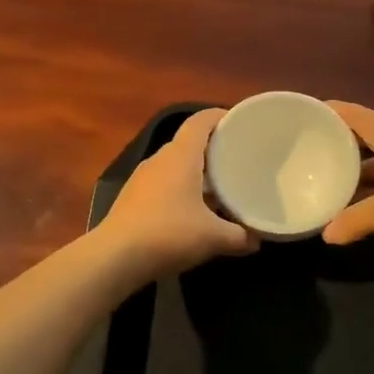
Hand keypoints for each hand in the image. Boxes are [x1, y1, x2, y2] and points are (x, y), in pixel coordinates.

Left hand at [96, 109, 257, 281]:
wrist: (115, 257)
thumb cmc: (169, 234)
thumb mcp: (213, 237)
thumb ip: (240, 236)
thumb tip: (257, 240)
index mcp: (180, 156)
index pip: (200, 121)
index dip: (218, 116)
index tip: (238, 121)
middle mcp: (159, 159)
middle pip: (188, 142)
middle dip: (211, 147)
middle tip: (236, 158)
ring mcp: (142, 178)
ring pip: (174, 165)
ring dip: (195, 171)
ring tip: (218, 186)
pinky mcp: (132, 198)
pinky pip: (162, 182)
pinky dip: (180, 188)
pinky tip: (191, 210)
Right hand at [321, 101, 373, 258]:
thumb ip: (357, 219)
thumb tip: (326, 235)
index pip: (359, 117)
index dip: (336, 110)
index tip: (309, 109)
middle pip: (368, 141)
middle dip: (342, 144)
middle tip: (310, 150)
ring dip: (358, 175)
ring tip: (328, 182)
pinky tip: (361, 211)